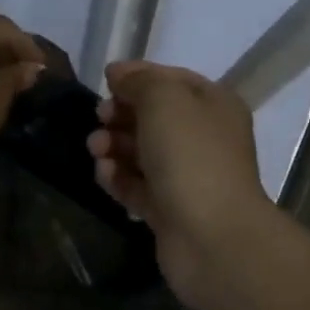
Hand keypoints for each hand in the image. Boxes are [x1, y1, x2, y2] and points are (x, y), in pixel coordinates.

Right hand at [88, 60, 275, 309]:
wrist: (212, 236)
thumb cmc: (191, 156)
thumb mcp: (164, 100)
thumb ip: (139, 81)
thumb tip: (118, 73)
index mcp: (213, 105)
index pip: (171, 80)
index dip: (137, 77)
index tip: (105, 82)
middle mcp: (203, 138)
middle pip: (152, 117)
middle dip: (120, 114)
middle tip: (100, 119)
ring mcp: (186, 176)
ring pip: (141, 152)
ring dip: (113, 146)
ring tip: (96, 150)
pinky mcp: (168, 209)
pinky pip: (136, 185)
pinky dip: (118, 177)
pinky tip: (104, 173)